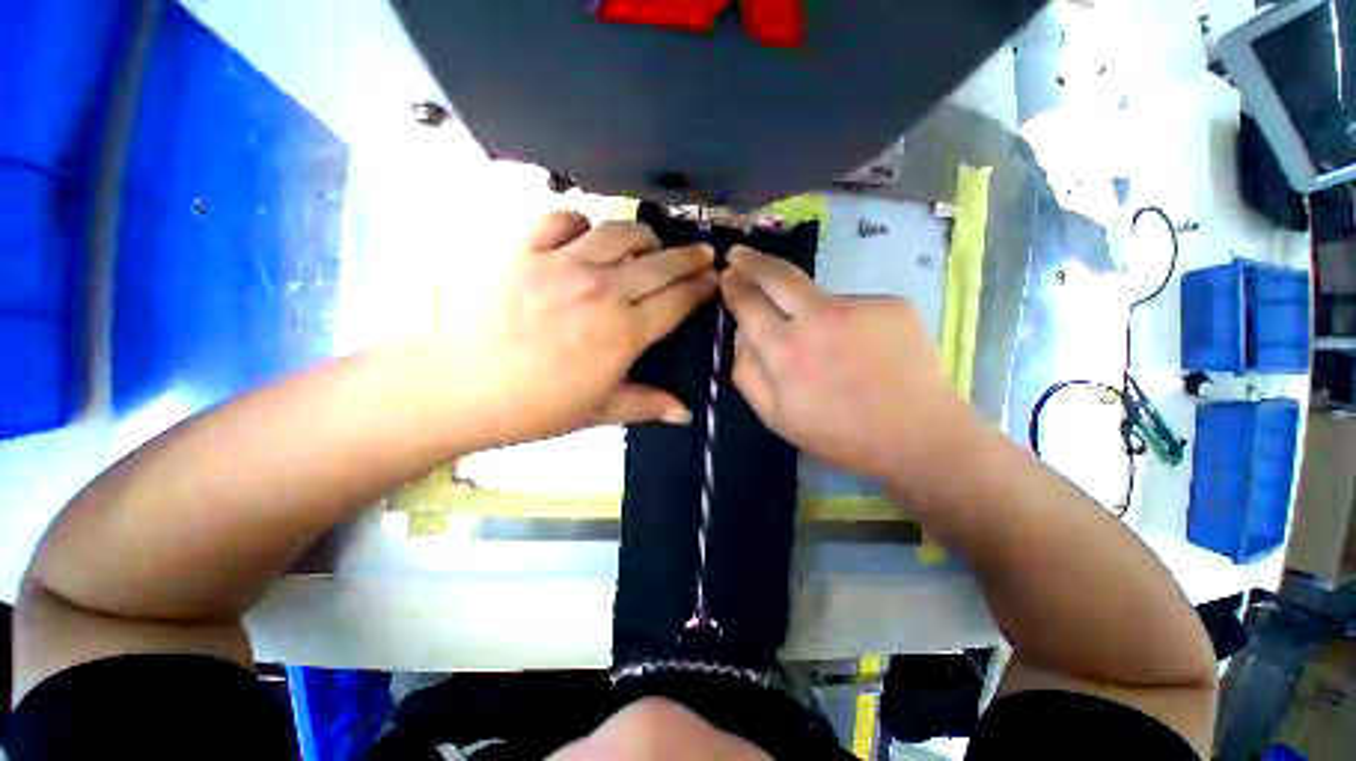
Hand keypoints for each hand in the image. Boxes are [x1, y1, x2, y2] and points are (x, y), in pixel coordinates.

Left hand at [448, 211, 716, 446]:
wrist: (467, 388)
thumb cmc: (540, 406)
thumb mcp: (601, 410)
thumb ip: (649, 405)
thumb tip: (687, 414)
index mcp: (624, 331)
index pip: (677, 300)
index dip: (701, 288)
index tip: (714, 280)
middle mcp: (601, 290)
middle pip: (659, 263)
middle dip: (689, 257)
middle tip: (703, 253)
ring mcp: (563, 265)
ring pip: (618, 232)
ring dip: (643, 236)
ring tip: (651, 244)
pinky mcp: (527, 252)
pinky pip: (561, 219)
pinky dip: (579, 222)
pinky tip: (584, 236)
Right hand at [721, 247, 971, 485]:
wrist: (917, 435)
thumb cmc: (838, 434)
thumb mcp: (774, 416)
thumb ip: (746, 371)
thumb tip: (740, 334)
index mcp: (786, 350)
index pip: (748, 304)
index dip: (734, 288)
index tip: (726, 276)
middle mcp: (819, 317)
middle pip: (777, 275)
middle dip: (751, 261)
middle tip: (739, 254)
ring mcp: (859, 305)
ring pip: (816, 295)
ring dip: (806, 308)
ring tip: (825, 347)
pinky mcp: (891, 303)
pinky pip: (850, 305)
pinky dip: (844, 321)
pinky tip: (858, 349)